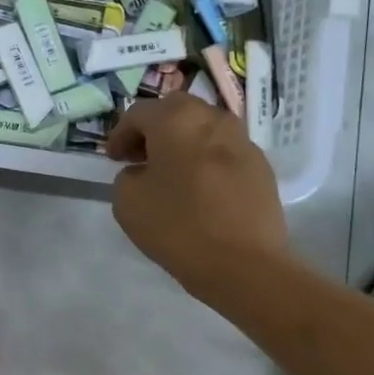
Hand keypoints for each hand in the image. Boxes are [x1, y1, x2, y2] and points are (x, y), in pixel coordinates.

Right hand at [106, 96, 291, 307]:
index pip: (139, 113)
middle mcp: (212, 119)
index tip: (112, 159)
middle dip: (154, 129)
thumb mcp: (127, 202)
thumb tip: (142, 172)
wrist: (244, 264)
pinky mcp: (260, 166)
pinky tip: (199, 189)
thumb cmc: (178, 227)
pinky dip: (206, 159)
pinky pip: (224, 151)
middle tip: (141, 157)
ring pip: (204, 128)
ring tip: (171, 172)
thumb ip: (127, 177)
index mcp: (176, 121)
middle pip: (176, 111)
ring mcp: (242, 141)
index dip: (120, 134)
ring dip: (183, 142)